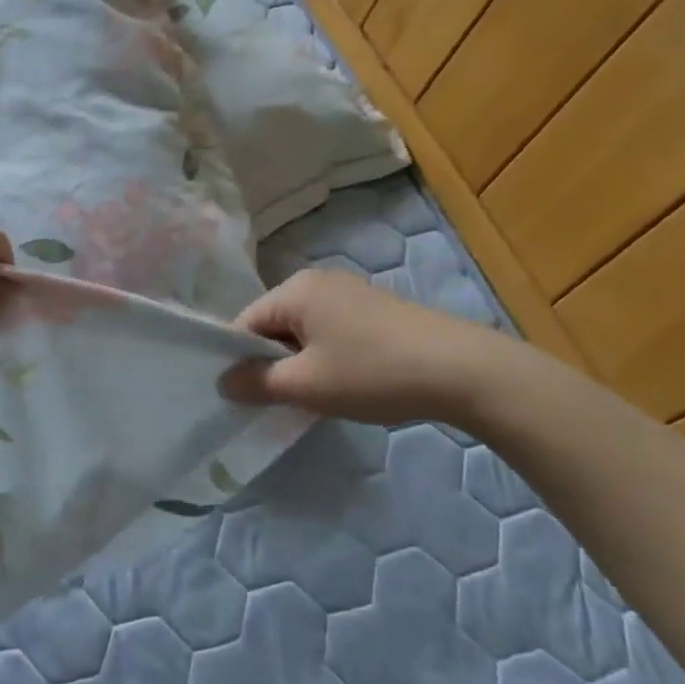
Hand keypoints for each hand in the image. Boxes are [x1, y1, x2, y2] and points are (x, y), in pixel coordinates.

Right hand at [219, 268, 513, 426]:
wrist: (462, 370)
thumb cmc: (372, 373)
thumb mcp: (306, 385)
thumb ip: (257, 383)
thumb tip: (223, 382)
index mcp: (294, 289)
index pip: (245, 323)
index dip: (238, 361)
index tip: (246, 397)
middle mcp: (317, 280)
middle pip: (273, 324)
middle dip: (271, 363)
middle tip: (280, 402)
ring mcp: (349, 292)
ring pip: (302, 330)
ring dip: (299, 363)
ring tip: (314, 397)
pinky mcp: (374, 308)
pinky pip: (329, 330)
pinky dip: (325, 356)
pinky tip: (344, 383)